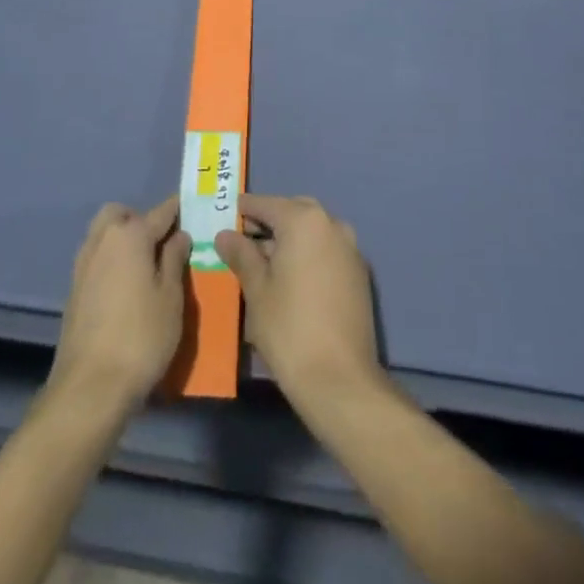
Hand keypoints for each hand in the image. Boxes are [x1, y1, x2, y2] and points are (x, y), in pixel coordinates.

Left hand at [48, 198, 190, 412]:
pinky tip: (126, 287)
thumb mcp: (171, 298)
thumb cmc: (141, 337)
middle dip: (141, 220)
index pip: (160, 212)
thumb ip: (175, 260)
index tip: (192, 208)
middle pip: (121, 214)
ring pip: (104, 234)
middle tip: (163, 244)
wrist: (90, 387)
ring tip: (146, 267)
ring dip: (123, 239)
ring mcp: (83, 264)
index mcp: (130, 236)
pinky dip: (111, 260)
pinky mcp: (74, 289)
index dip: (178, 209)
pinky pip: (96, 258)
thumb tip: (178, 235)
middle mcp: (102, 240)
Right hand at [217, 194, 383, 405]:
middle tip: (243, 240)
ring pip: (312, 231)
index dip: (243, 210)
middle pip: (293, 212)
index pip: (266, 204)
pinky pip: (326, 251)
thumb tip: (226, 235)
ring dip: (289, 239)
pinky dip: (307, 254)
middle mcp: (332, 225)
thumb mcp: (256, 289)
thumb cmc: (289, 328)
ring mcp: (350, 249)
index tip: (225, 216)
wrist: (340, 379)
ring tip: (263, 263)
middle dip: (269, 222)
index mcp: (304, 221)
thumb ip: (241, 255)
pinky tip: (290, 279)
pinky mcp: (359, 274)